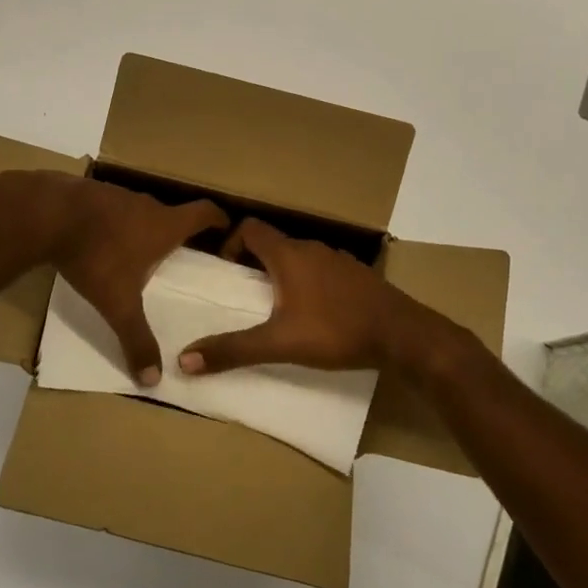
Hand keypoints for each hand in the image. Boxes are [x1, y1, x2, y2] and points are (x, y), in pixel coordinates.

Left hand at [49, 177, 227, 386]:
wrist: (48, 214)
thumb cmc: (96, 256)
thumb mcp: (118, 304)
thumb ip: (137, 339)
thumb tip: (153, 379)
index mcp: (164, 225)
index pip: (204, 212)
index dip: (218, 218)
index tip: (225, 226)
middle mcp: (146, 205)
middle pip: (172, 213)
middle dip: (177, 231)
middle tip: (178, 252)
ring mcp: (118, 195)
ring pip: (140, 210)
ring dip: (143, 226)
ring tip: (139, 250)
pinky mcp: (92, 193)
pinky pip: (113, 208)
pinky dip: (114, 222)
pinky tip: (102, 240)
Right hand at [177, 218, 431, 374]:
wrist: (403, 335)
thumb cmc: (336, 331)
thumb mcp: (280, 343)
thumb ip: (233, 350)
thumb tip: (184, 360)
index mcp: (288, 255)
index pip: (250, 228)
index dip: (231, 243)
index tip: (225, 271)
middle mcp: (312, 248)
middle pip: (273, 242)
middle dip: (253, 262)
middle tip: (244, 293)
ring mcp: (338, 260)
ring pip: (299, 256)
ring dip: (282, 273)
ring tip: (276, 306)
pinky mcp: (356, 276)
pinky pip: (321, 270)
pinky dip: (308, 282)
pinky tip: (314, 312)